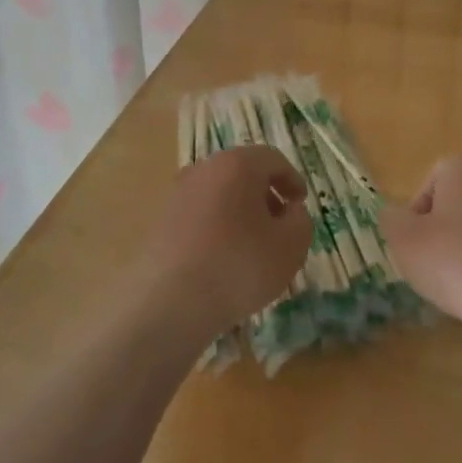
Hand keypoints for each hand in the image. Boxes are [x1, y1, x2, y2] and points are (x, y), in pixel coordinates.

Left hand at [144, 145, 310, 336]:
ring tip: (252, 247)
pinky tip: (223, 260)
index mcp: (237, 164)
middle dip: (265, 196)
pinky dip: (216, 228)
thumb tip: (290, 211)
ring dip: (240, 212)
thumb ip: (301, 221)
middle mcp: (203, 170)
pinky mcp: (160, 222)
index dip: (292, 180)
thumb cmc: (239, 266)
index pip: (272, 159)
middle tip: (280, 225)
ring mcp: (177, 195)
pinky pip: (199, 215)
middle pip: (242, 173)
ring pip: (219, 194)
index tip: (300, 205)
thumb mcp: (291, 246)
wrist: (169, 303)